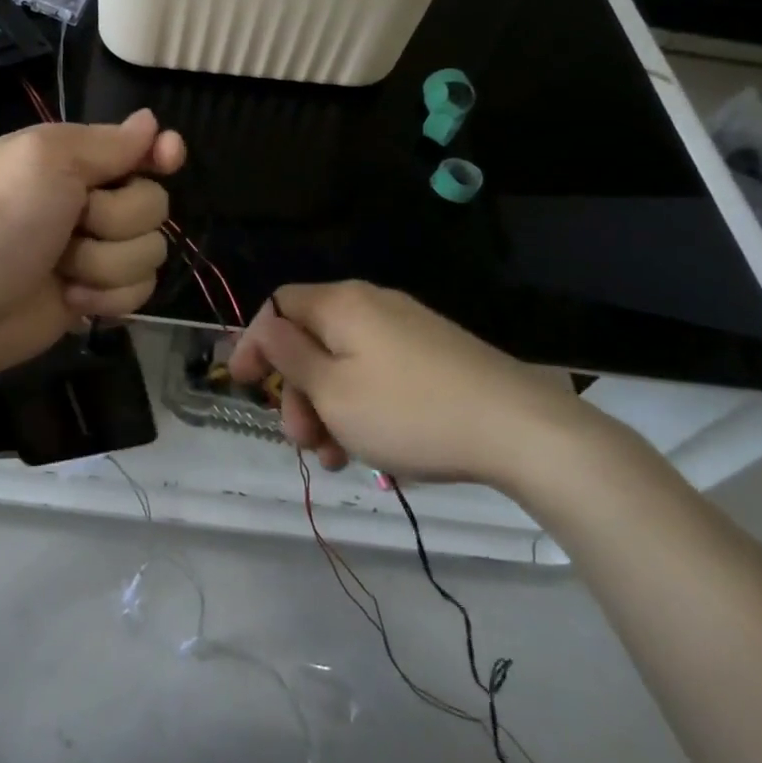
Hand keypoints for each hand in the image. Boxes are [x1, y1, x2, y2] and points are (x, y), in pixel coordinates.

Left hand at [0, 110, 186, 376]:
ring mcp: (98, 251)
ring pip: (150, 251)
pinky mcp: (99, 294)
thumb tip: (151, 122)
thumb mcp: (47, 160)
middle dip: (116, 221)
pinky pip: (140, 291)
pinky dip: (106, 297)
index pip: (143, 147)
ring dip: (105, 265)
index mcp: (78, 159)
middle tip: (72, 226)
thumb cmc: (0, 221)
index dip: (161, 153)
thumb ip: (106, 143)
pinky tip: (70, 298)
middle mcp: (93, 200)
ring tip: (62, 269)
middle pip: (154, 204)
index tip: (167, 159)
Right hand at [227, 281, 596, 489]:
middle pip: (311, 339)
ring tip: (337, 459)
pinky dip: (361, 405)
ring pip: (344, 362)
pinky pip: (378, 372)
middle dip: (296, 391)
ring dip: (328, 407)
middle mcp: (372, 304)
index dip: (254, 343)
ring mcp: (407, 328)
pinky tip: (371, 448)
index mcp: (341, 303)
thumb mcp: (333, 391)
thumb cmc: (409, 411)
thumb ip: (289, 355)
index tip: (241, 385)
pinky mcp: (435, 354)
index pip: (278, 307)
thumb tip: (265, 327)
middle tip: (302, 441)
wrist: (521, 429)